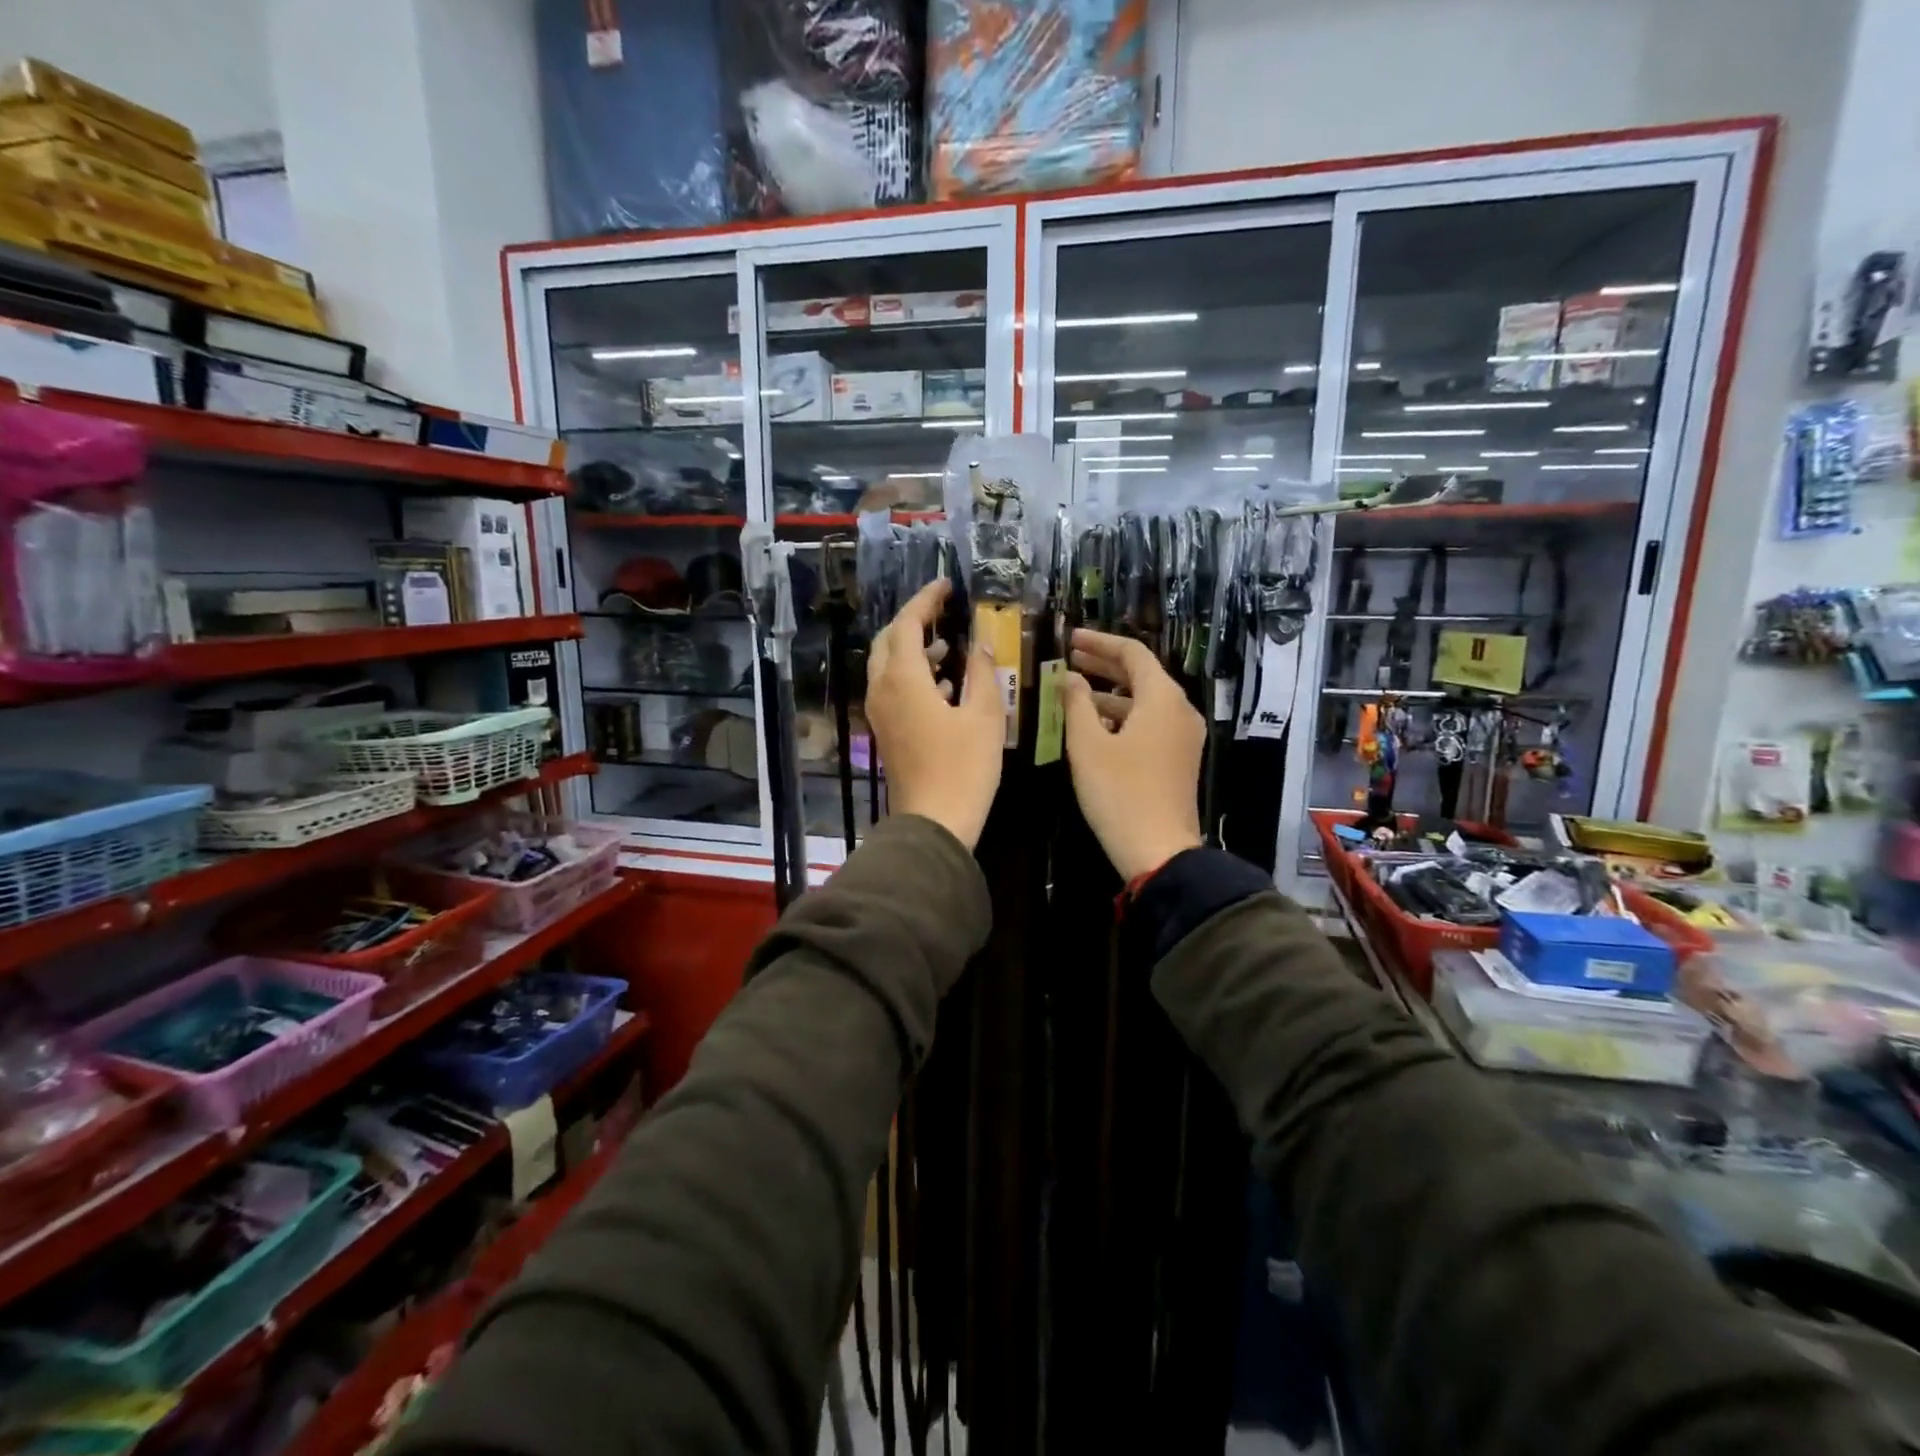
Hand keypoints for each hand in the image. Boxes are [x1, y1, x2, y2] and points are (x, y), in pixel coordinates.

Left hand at [866, 579, 1003, 849]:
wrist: (934, 822)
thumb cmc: (963, 767)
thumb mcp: (984, 716)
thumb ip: (982, 672)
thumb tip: (980, 644)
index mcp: (902, 679)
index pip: (906, 624)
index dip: (925, 601)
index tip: (946, 586)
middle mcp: (882, 690)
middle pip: (888, 642)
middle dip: (912, 622)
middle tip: (941, 612)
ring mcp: (880, 713)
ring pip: (887, 667)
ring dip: (913, 650)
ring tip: (947, 646)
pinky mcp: (886, 733)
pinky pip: (892, 690)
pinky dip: (913, 676)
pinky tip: (944, 686)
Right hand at [1061, 628, 1205, 880]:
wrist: (1159, 850)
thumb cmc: (1119, 793)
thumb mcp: (1088, 745)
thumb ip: (1076, 704)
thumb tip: (1069, 677)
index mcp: (1162, 699)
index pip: (1133, 653)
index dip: (1100, 642)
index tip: (1071, 639)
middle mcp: (1180, 710)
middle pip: (1142, 675)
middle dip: (1104, 665)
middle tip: (1069, 659)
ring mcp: (1183, 736)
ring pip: (1145, 701)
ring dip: (1111, 693)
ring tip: (1073, 692)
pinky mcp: (1179, 759)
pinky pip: (1151, 723)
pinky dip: (1123, 716)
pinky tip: (1095, 725)